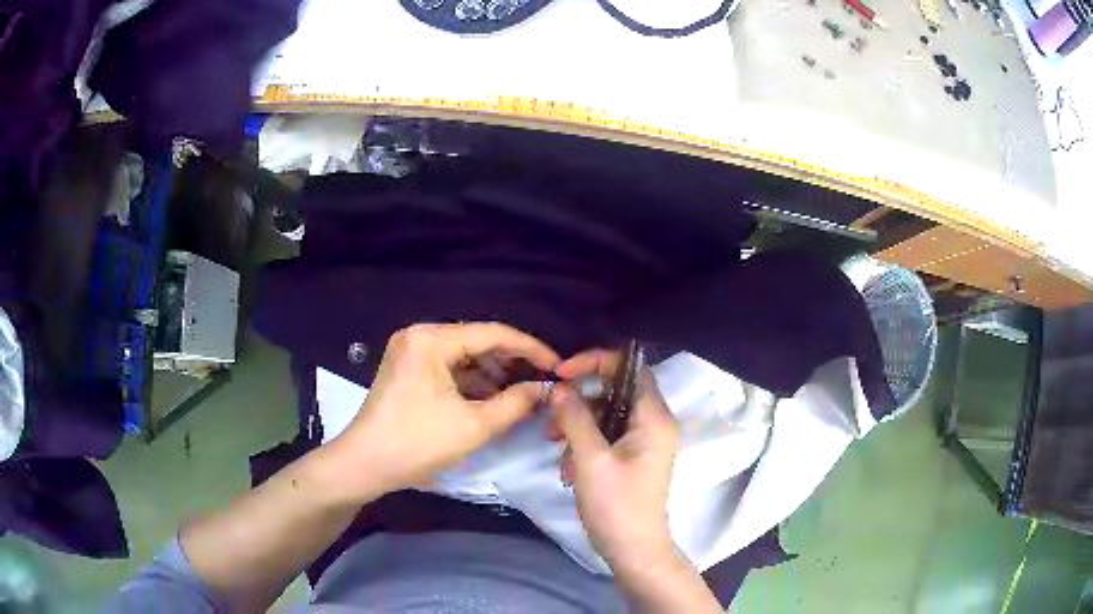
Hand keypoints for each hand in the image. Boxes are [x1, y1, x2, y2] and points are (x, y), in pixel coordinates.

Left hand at [329, 323, 559, 496]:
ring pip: (464, 356)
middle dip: (512, 363)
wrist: (365, 465)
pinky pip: (449, 367)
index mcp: (432, 339)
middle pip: (478, 342)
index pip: (493, 333)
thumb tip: (545, 389)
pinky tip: (493, 400)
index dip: (531, 349)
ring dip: (493, 374)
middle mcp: (420, 335)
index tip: (558, 367)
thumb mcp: (474, 426)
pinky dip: (472, 382)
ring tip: (522, 395)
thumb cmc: (417, 443)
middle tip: (542, 383)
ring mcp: (411, 351)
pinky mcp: (408, 368)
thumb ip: (516, 403)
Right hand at [548, 350, 680, 573]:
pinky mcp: (633, 458)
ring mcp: (645, 442)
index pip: (630, 367)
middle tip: (552, 417)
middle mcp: (654, 423)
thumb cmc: (616, 505)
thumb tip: (560, 388)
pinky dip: (585, 443)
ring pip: (607, 414)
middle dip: (580, 400)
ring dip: (578, 424)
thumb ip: (575, 417)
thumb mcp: (590, 459)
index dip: (596, 362)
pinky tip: (568, 466)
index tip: (562, 373)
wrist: (633, 550)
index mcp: (654, 418)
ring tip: (555, 446)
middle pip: (615, 390)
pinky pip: (607, 436)